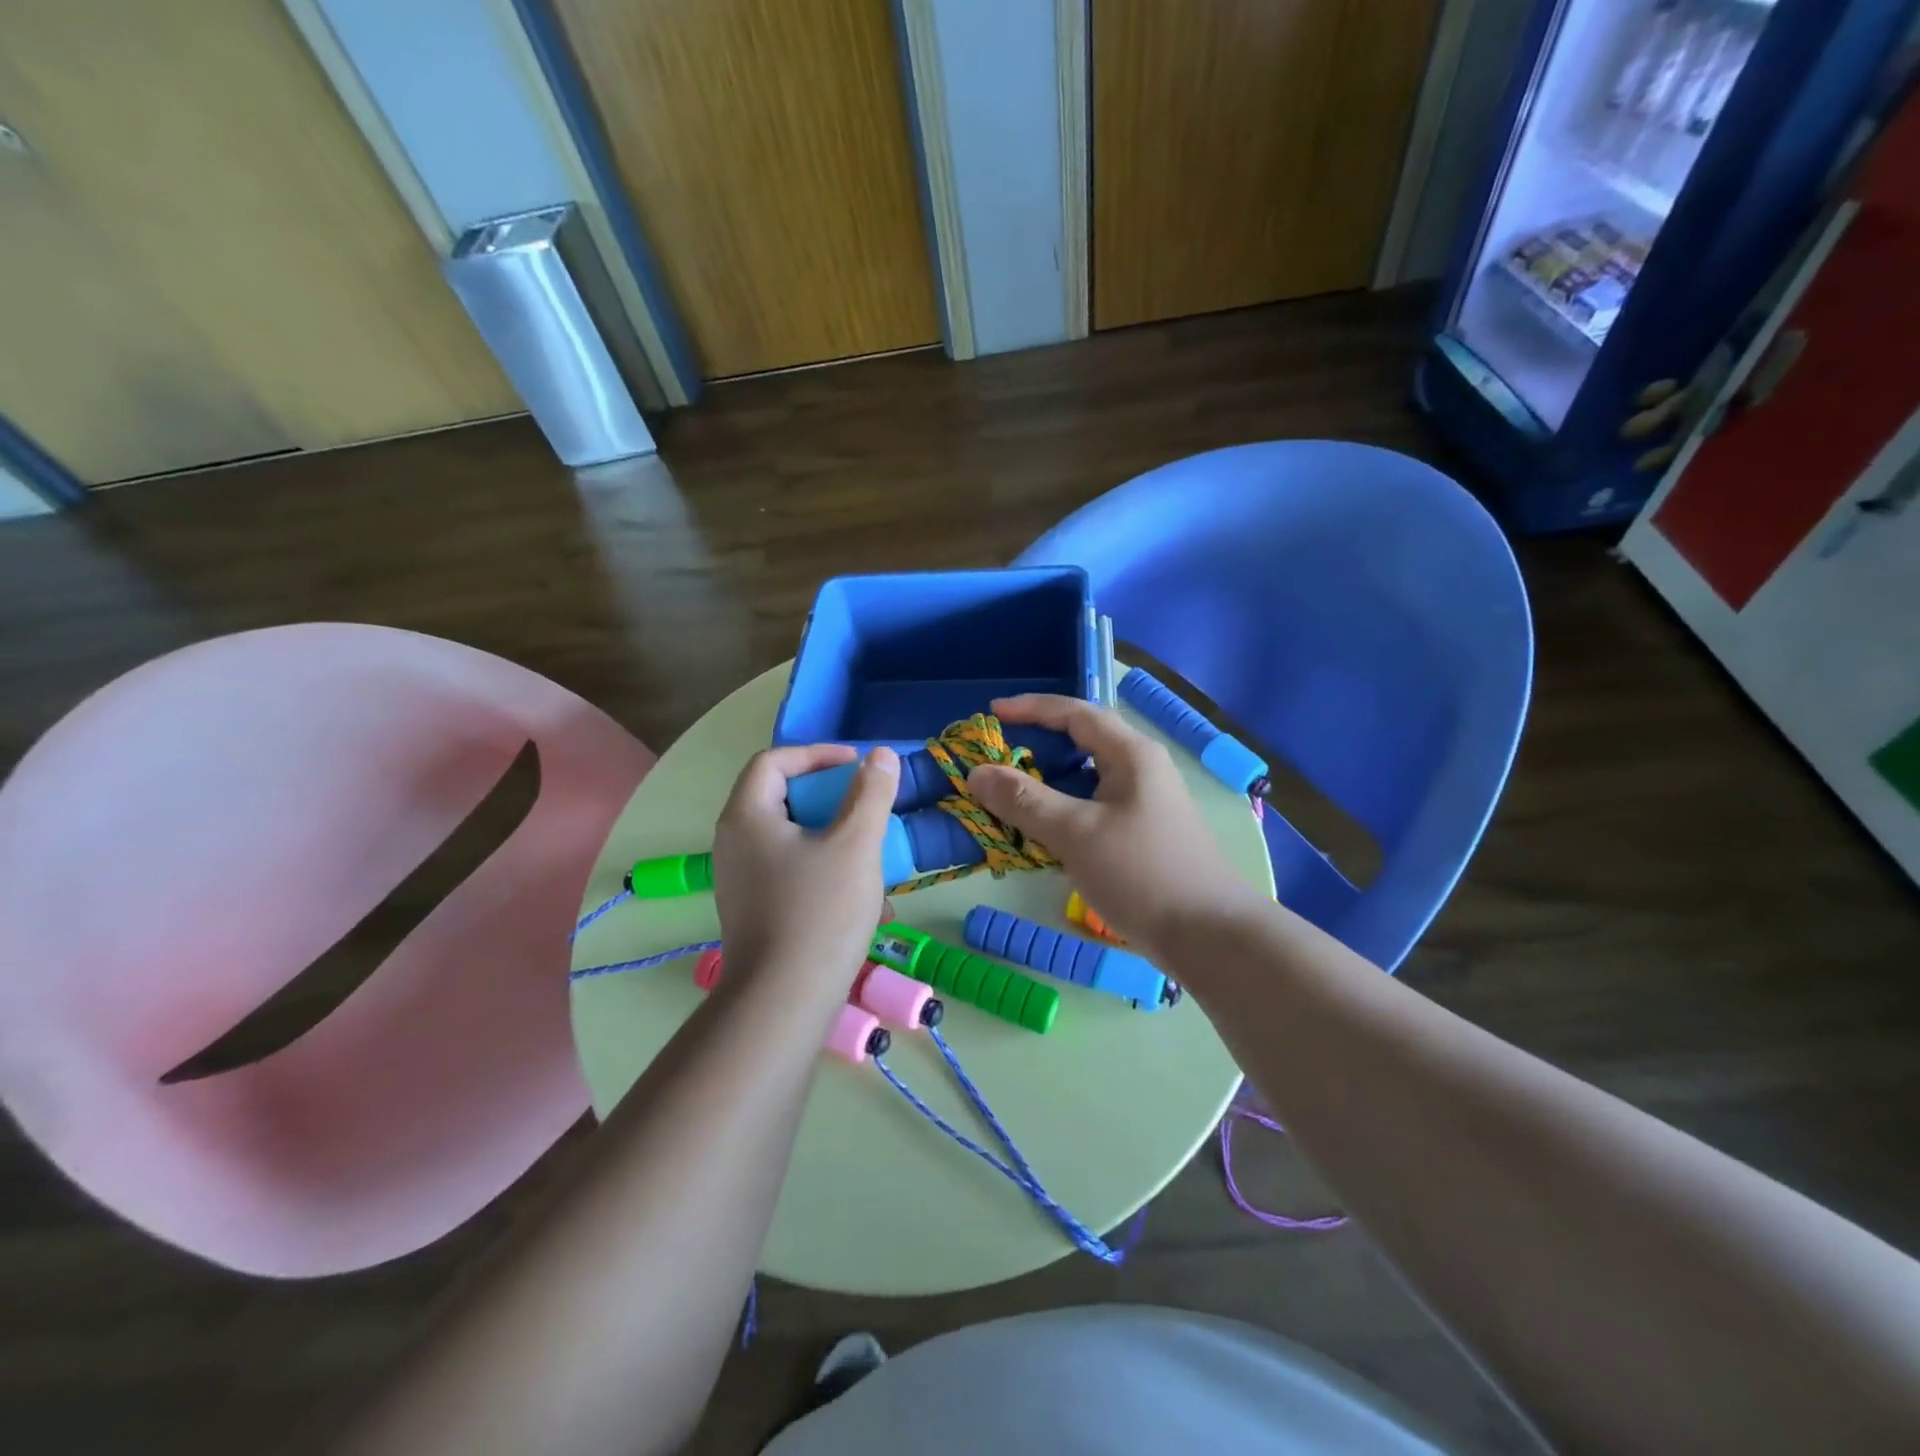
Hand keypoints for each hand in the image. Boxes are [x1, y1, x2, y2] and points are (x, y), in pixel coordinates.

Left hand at [711, 744, 899, 995]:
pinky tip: (863, 896)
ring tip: (872, 852)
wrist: (784, 1002)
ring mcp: (740, 878)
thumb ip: (870, 794)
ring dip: (833, 835)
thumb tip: (881, 756)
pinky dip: (824, 867)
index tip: (858, 765)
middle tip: (866, 804)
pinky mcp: (753, 908)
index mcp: (747, 817)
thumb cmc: (820, 913)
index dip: (817, 754)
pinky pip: (790, 869)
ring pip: (791, 837)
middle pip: (780, 797)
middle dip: (830, 796)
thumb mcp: (855, 845)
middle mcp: (734, 842)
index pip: (773, 761)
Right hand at [967, 695, 1264, 952]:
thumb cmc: (1141, 873)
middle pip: (1082, 741)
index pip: (1075, 713)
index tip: (992, 712)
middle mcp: (1140, 769)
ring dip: (1047, 781)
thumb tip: (976, 772)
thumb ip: (1024, 801)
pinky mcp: (1140, 832)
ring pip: (1086, 778)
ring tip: (1009, 793)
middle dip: (1037, 744)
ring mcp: (1143, 802)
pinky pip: (1092, 806)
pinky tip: (1040, 831)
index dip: (1031, 708)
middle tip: (997, 756)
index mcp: (1131, 754)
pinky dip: (1061, 809)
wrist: (1207, 935)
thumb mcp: (1075, 833)